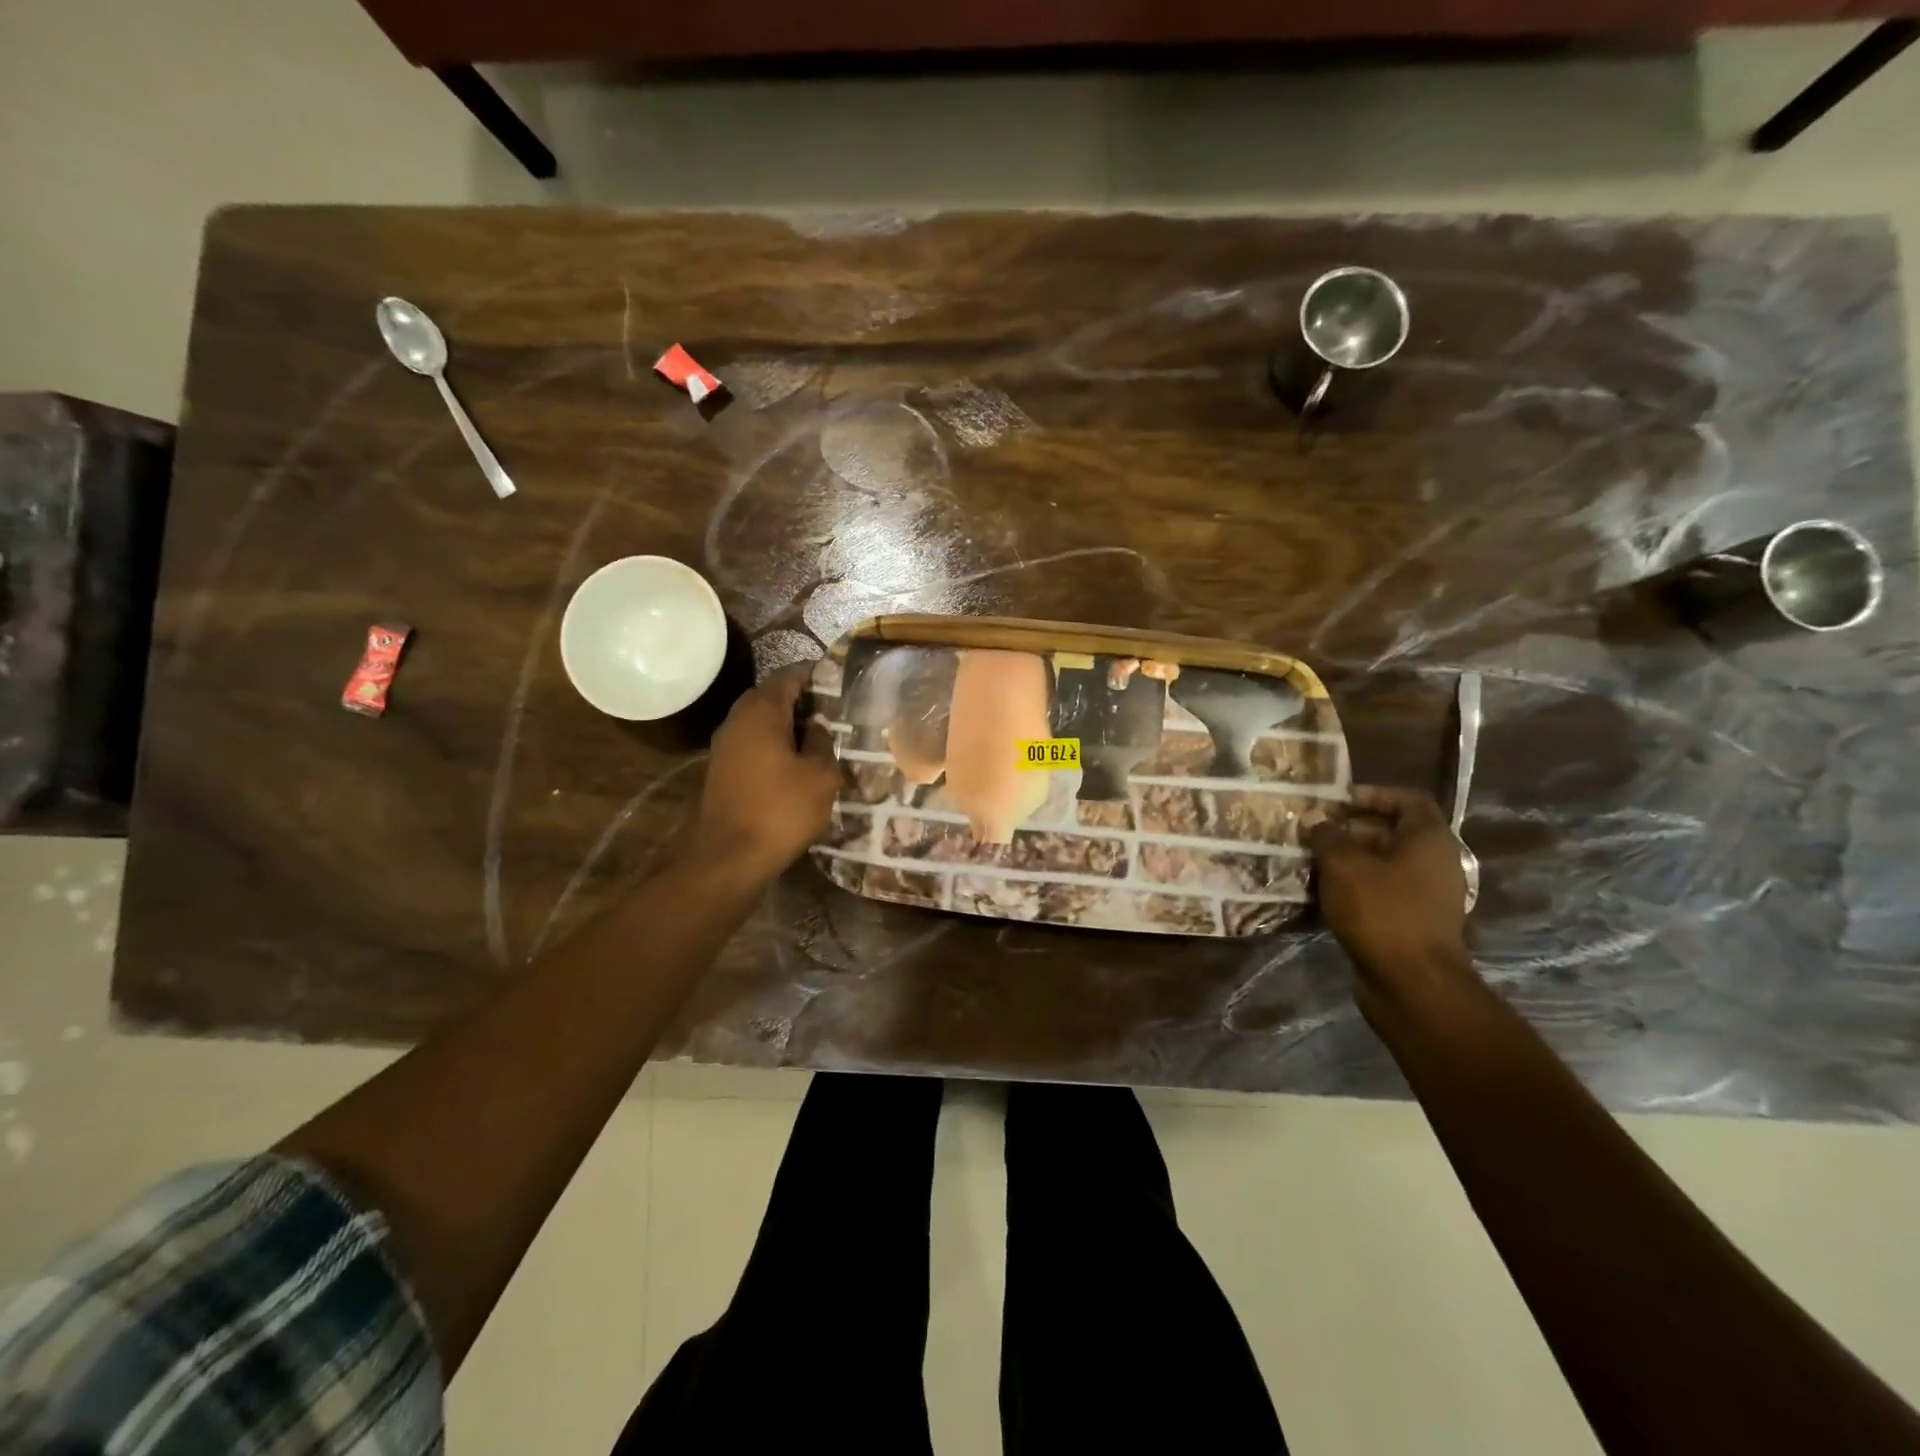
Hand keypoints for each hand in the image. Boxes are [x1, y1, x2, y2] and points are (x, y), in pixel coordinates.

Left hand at [691, 664, 838, 882]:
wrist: (729, 858)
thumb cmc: (781, 810)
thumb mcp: (821, 775)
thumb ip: (823, 742)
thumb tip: (817, 726)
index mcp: (761, 712)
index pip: (788, 675)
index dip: (814, 674)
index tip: (838, 679)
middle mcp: (737, 720)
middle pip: (770, 694)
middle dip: (800, 697)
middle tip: (831, 708)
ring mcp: (724, 745)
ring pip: (758, 719)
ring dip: (785, 721)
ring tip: (818, 733)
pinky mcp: (721, 769)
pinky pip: (751, 741)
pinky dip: (772, 742)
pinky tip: (794, 759)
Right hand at [1308, 786, 1470, 994]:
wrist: (1412, 983)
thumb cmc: (1381, 911)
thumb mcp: (1343, 865)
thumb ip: (1326, 836)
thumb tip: (1313, 817)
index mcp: (1429, 840)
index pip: (1408, 800)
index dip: (1372, 794)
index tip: (1337, 801)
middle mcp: (1434, 863)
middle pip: (1391, 832)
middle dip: (1350, 829)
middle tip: (1313, 832)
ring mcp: (1425, 895)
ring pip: (1382, 864)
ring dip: (1347, 860)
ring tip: (1310, 861)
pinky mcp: (1411, 921)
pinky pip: (1380, 892)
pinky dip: (1354, 887)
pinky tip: (1322, 893)